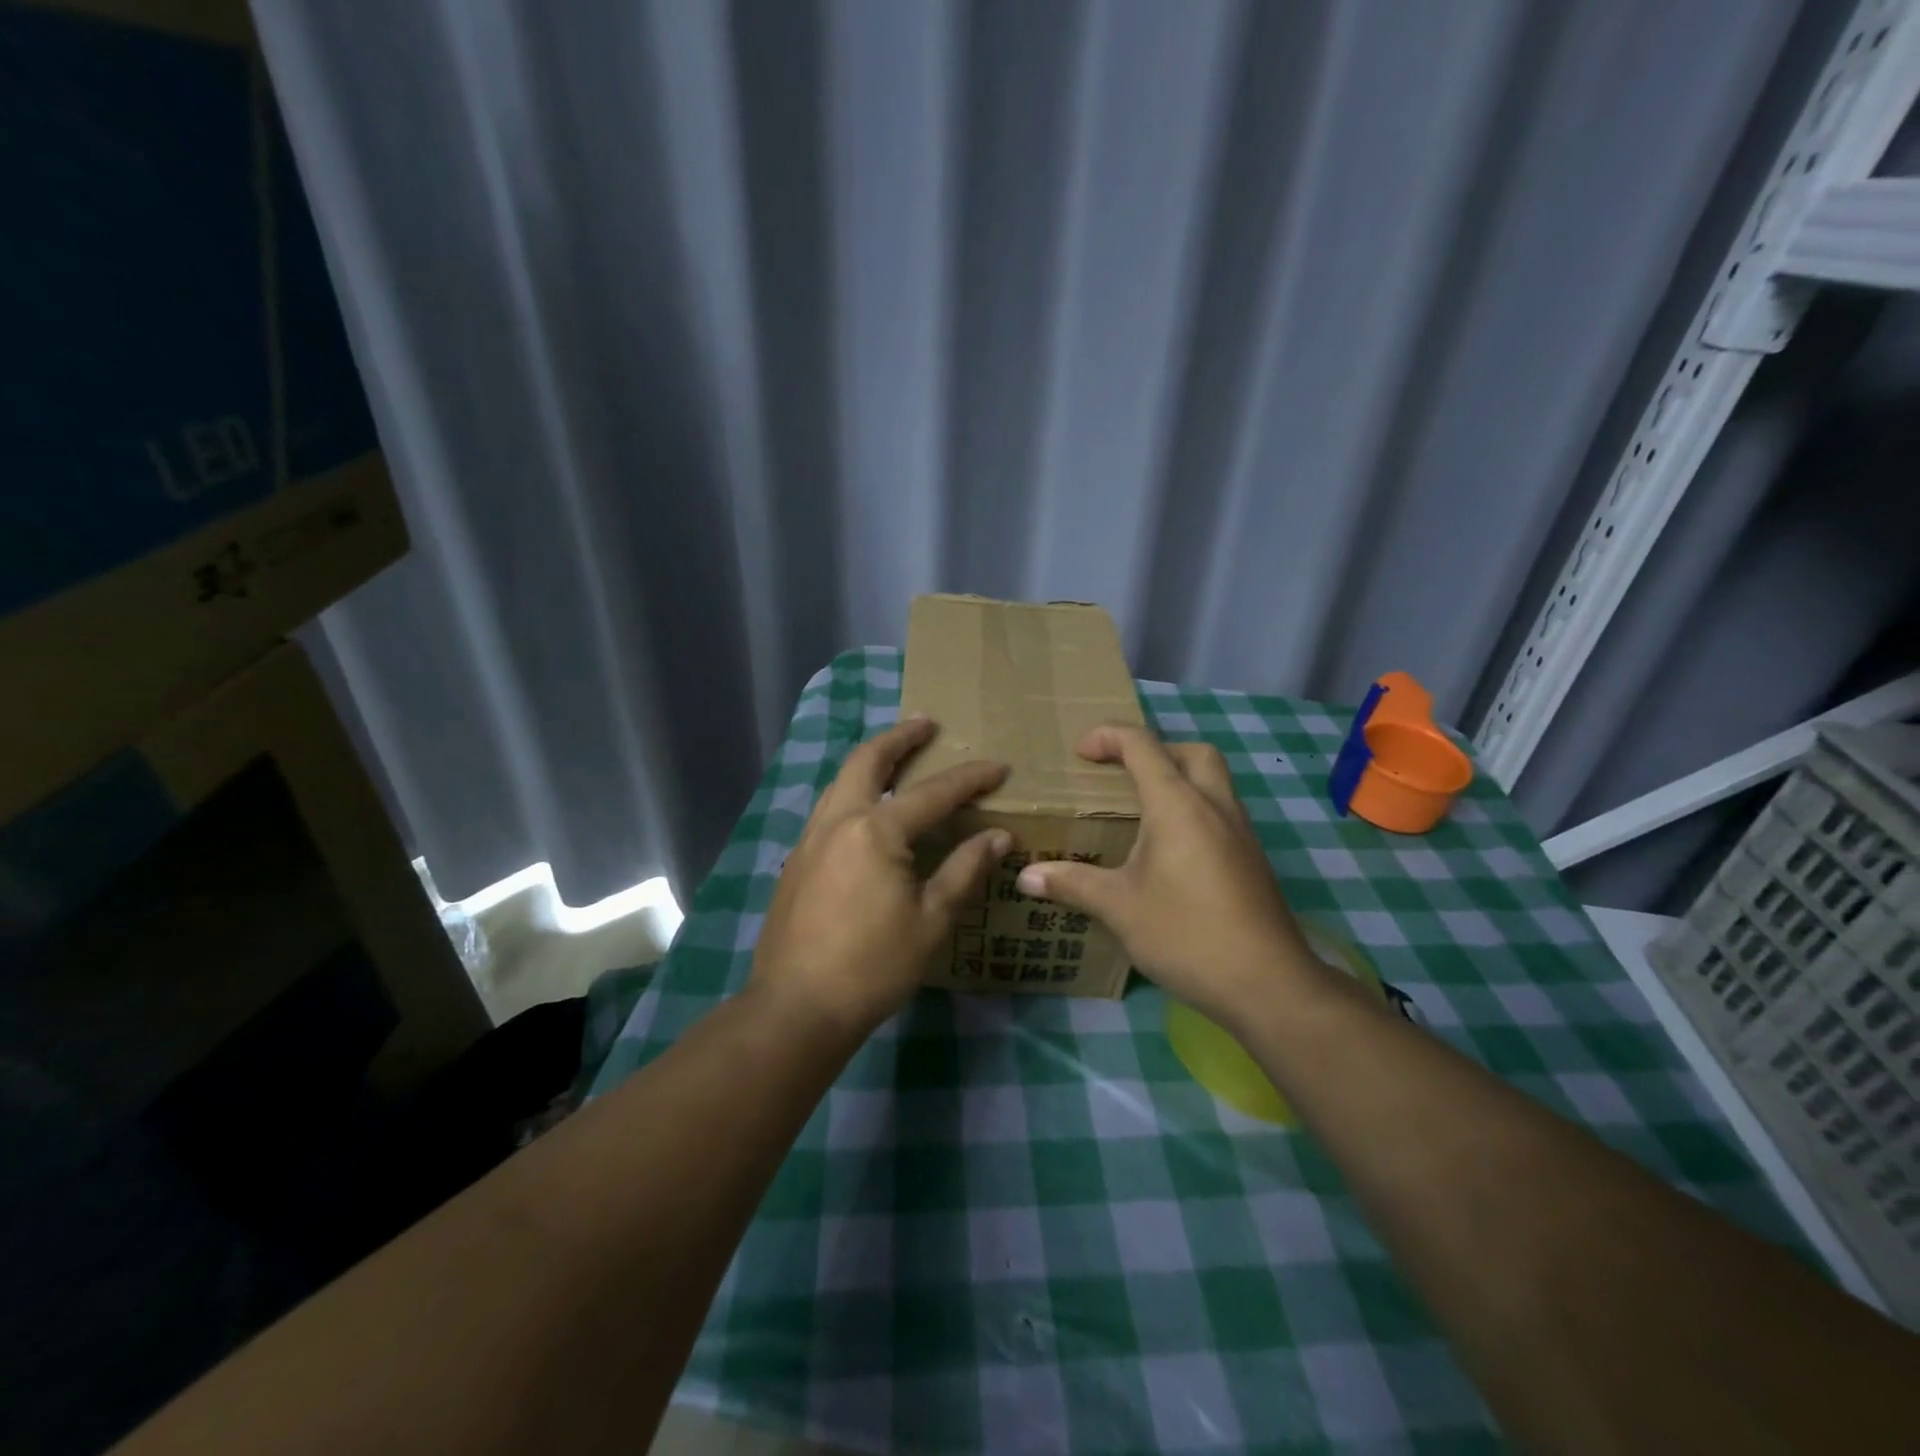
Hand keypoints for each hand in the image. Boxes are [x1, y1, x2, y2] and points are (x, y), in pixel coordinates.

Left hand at [748, 715, 1010, 1034]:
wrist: (797, 1007)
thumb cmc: (873, 966)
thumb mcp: (931, 920)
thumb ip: (964, 870)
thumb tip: (998, 836)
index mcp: (875, 831)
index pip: (933, 793)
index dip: (969, 779)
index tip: (998, 767)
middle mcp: (838, 821)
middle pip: (867, 761)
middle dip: (899, 738)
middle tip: (925, 723)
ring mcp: (810, 839)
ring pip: (840, 781)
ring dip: (870, 760)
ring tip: (895, 754)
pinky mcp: (796, 861)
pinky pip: (828, 807)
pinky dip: (852, 790)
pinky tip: (865, 809)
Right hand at [1014, 724, 1334, 1030]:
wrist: (1267, 983)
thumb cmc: (1186, 934)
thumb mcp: (1119, 908)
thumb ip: (1072, 884)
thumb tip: (1025, 878)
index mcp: (1178, 805)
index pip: (1143, 746)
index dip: (1108, 737)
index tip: (1080, 753)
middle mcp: (1214, 806)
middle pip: (1191, 752)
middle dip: (1154, 750)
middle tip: (1121, 775)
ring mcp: (1241, 832)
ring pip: (1213, 781)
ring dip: (1179, 779)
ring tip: (1141, 812)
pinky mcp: (1252, 859)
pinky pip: (1221, 811)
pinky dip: (1194, 810)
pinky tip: (1171, 851)